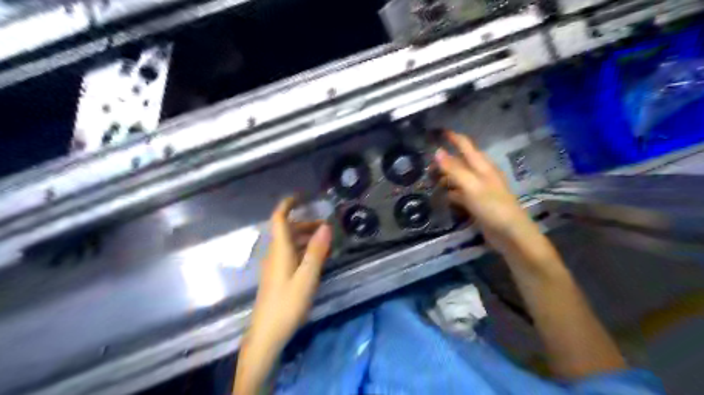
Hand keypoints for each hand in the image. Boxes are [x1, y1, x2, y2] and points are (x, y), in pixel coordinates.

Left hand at [232, 197, 329, 394]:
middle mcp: (275, 254)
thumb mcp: (307, 277)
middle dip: (305, 223)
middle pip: (287, 230)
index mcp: (280, 250)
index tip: (301, 196)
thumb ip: (316, 251)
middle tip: (326, 227)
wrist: (266, 334)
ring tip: (325, 242)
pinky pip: (290, 254)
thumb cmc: (287, 304)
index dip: (287, 204)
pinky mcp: (277, 275)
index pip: (279, 219)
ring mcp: (274, 265)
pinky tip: (315, 259)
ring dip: (305, 237)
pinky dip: (303, 250)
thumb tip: (325, 226)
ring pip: (289, 243)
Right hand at [435, 130, 539, 252]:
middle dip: (445, 160)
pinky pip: (460, 193)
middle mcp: (481, 174)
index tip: (438, 132)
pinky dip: (450, 192)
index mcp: (482, 166)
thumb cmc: (492, 206)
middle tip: (426, 163)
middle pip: (460, 162)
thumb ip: (453, 168)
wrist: (510, 234)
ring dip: (446, 177)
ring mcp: (479, 189)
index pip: (465, 145)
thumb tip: (437, 151)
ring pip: (459, 178)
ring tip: (429, 179)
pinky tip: (441, 196)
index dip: (453, 137)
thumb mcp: (471, 185)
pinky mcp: (477, 203)